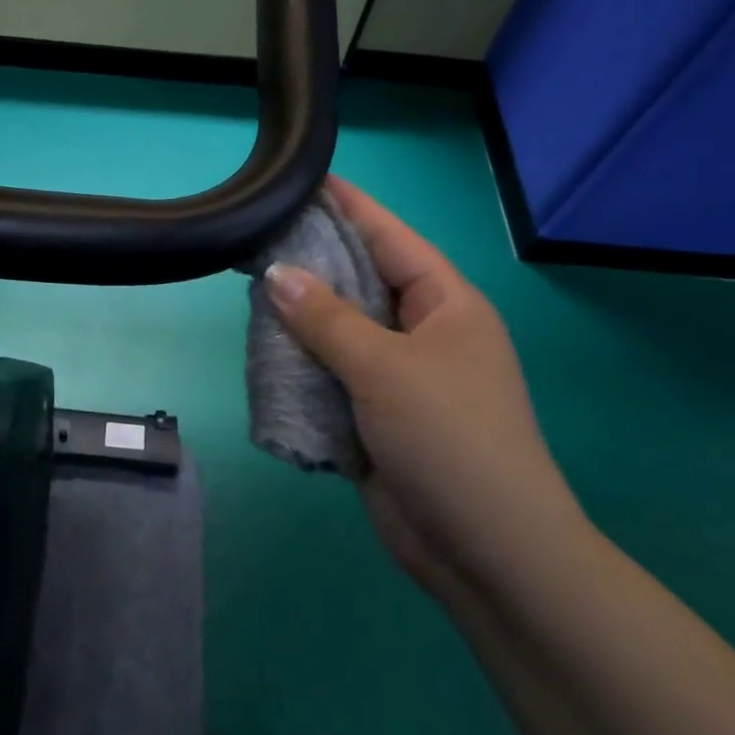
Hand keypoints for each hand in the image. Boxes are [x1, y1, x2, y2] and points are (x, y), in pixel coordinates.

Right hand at [265, 177, 584, 597]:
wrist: (487, 555)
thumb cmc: (450, 440)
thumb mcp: (386, 368)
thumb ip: (326, 318)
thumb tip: (276, 272)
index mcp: (445, 304)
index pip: (390, 237)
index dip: (349, 206)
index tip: (304, 179)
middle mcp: (422, 331)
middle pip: (360, 281)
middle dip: (313, 261)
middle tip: (256, 235)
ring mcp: (399, 376)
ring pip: (339, 330)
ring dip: (300, 318)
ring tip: (247, 288)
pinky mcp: (375, 415)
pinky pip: (331, 374)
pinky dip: (300, 364)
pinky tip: (261, 349)